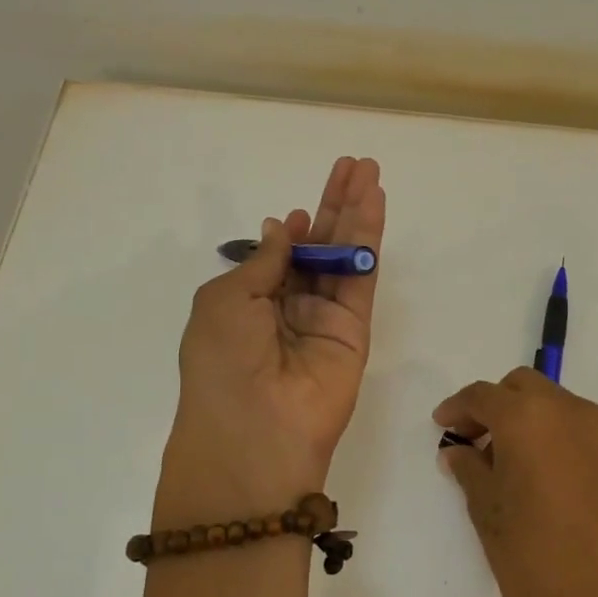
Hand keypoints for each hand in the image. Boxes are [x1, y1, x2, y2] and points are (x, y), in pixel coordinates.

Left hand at [157, 157, 385, 525]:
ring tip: (369, 171)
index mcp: (250, 302)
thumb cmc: (223, 362)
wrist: (255, 430)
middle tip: (353, 166)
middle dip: (333, 206)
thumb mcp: (225, 300)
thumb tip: (285, 227)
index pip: (281, 256)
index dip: (294, 227)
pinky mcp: (355, 328)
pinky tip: (374, 204)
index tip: (303, 208)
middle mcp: (290, 307)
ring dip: (357, 213)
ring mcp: (325, 317)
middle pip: (318, 247)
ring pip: (344, 255)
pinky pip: (362, 276)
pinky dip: (369, 240)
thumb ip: (264, 261)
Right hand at [433, 369, 597, 596]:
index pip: (485, 395)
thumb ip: (471, 472)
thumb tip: (459, 450)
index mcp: (531, 420)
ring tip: (513, 466)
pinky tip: (553, 486)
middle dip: (497, 406)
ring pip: (561, 408)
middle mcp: (575, 415)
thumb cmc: (534, 569)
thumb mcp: (489, 517)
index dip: (458, 407)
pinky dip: (563, 443)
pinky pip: (588, 437)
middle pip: (527, 388)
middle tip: (476, 442)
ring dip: (533, 422)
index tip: (443, 425)